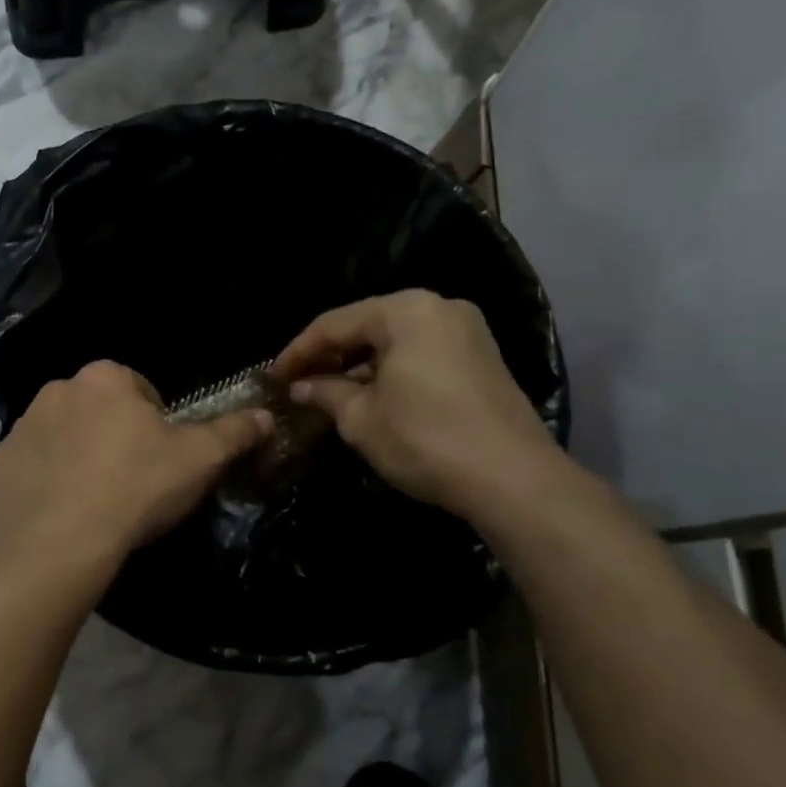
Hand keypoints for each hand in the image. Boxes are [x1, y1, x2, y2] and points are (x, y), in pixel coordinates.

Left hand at [0, 360, 273, 568]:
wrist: (59, 544)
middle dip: (114, 436)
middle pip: (98, 410)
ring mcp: (20, 428)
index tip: (161, 460)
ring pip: (61, 436)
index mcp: (104, 378)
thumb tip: (266, 414)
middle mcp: (56, 390)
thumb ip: (235, 431)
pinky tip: (60, 513)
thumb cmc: (136, 489)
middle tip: (131, 482)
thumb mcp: (200, 460)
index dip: (156, 424)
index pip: (140, 390)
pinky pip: (29, 467)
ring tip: (94, 501)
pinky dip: (44, 482)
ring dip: (77, 456)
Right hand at [273, 290, 558, 517]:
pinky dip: (392, 371)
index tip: (273, 377)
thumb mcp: (361, 419)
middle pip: (368, 325)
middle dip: (331, 356)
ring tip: (330, 393)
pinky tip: (372, 396)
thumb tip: (300, 387)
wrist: (513, 479)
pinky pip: (422, 353)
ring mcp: (467, 331)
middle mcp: (439, 307)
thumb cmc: (425, 440)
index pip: (334, 324)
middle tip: (299, 383)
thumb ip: (325, 393)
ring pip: (396, 340)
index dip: (298, 352)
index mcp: (406, 310)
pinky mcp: (482, 357)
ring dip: (361, 365)